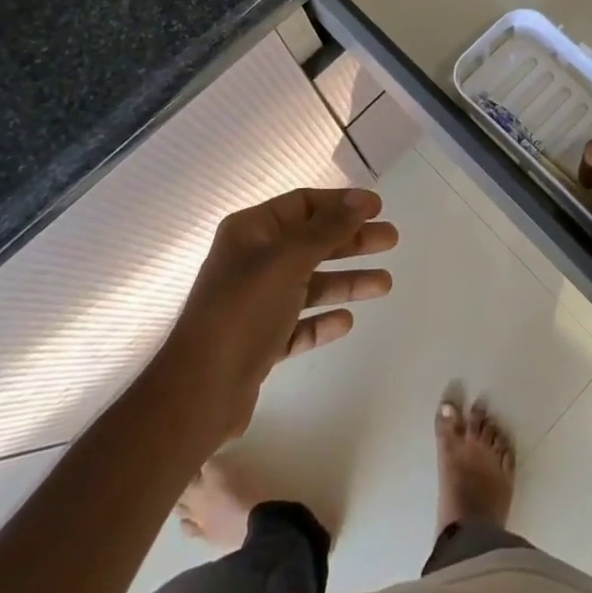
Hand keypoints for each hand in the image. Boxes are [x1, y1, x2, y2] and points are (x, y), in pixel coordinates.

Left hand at [164, 187, 397, 440]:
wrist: (199, 392)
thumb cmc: (243, 311)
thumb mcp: (288, 260)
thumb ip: (327, 229)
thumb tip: (360, 199)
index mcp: (251, 231)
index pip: (303, 204)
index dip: (341, 203)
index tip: (378, 208)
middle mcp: (252, 261)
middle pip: (311, 242)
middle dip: (351, 241)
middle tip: (392, 241)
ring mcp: (255, 303)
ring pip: (309, 284)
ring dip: (346, 281)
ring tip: (385, 284)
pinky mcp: (259, 342)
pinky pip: (298, 323)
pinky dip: (321, 320)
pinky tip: (346, 322)